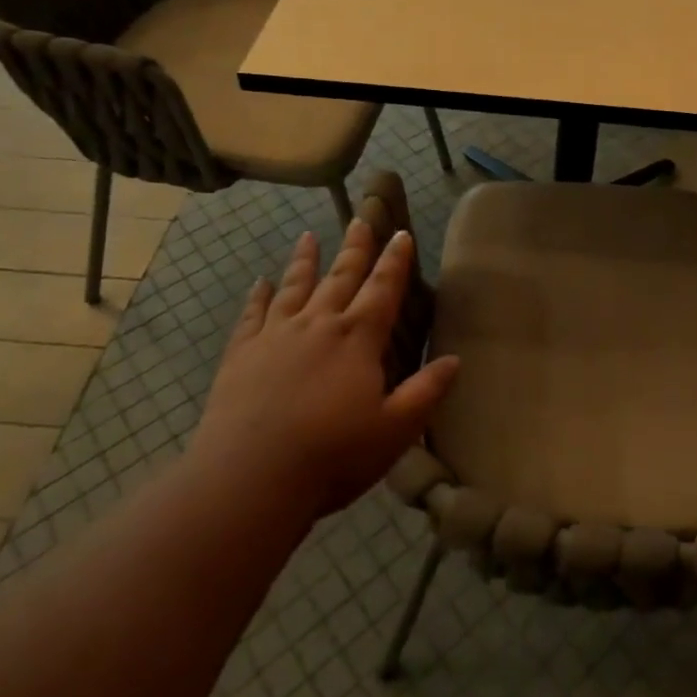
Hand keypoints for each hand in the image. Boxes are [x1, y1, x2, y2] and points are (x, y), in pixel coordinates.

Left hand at [191, 221, 459, 518]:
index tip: (401, 233)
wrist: (249, 478)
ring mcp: (276, 336)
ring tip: (308, 236)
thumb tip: (455, 360)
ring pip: (295, 287)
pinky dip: (257, 296)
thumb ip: (426, 392)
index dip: (395, 261)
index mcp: (358, 340)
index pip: (383, 290)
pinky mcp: (241, 354)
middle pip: (340, 277)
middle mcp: (319, 325)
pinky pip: (252, 315)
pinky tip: (259, 282)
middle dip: (355, 247)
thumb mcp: (394, 430)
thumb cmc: (332, 456)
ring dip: (305, 260)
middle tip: (361, 218)